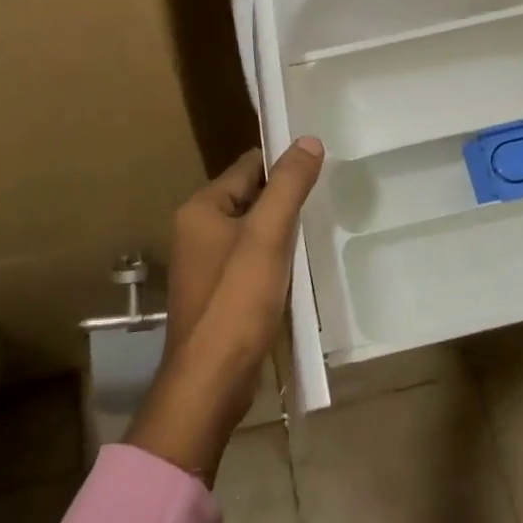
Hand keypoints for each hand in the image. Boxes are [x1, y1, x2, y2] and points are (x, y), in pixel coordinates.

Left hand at [127, 138, 324, 482]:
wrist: (210, 382)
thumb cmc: (236, 301)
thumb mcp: (268, 235)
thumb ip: (289, 185)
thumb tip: (308, 140)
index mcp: (200, 208)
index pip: (249, 166)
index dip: (283, 164)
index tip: (319, 165)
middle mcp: (196, 230)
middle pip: (250, 196)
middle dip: (284, 198)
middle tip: (326, 196)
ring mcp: (206, 264)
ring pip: (253, 230)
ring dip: (281, 230)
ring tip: (318, 229)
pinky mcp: (218, 292)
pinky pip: (250, 259)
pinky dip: (273, 257)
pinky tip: (297, 267)